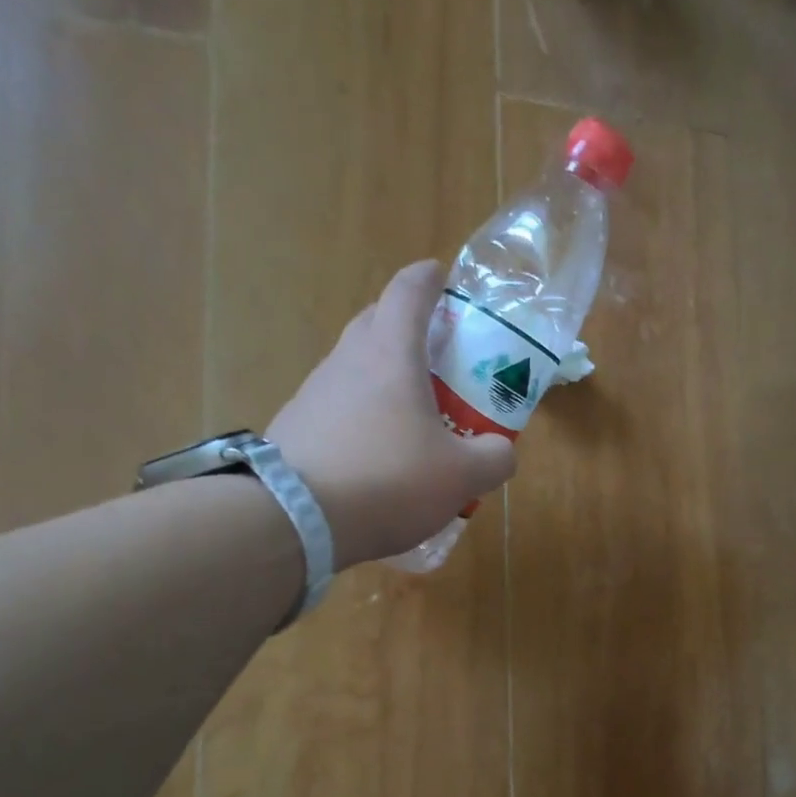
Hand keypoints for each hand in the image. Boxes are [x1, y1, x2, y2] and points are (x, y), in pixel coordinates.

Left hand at [269, 261, 516, 568]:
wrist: (294, 520)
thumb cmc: (388, 480)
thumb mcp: (461, 476)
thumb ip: (494, 458)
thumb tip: (501, 451)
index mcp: (390, 354)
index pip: (407, 292)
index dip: (427, 279)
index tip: (441, 275)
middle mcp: (347, 363)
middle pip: (375, 323)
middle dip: (406, 326)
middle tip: (437, 352)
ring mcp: (313, 395)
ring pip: (354, 369)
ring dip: (383, 378)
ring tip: (413, 416)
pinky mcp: (294, 429)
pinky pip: (337, 409)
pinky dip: (361, 417)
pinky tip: (377, 456)